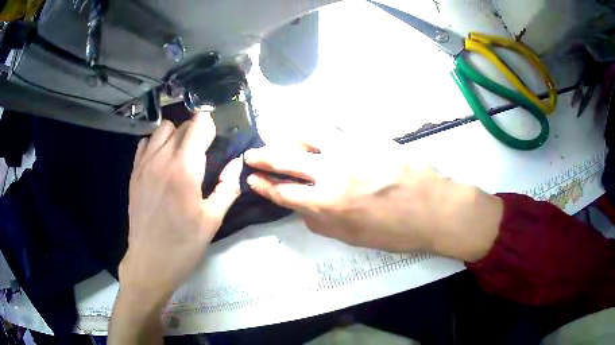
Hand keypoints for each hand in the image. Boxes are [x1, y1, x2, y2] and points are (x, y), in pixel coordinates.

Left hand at [120, 114, 240, 306]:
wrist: (150, 261)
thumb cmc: (184, 244)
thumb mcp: (213, 220)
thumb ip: (227, 187)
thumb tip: (236, 163)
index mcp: (184, 169)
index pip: (199, 125)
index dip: (211, 129)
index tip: (215, 144)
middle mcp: (162, 158)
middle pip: (182, 125)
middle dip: (196, 133)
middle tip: (201, 156)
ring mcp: (144, 164)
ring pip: (162, 129)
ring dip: (175, 136)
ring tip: (180, 156)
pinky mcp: (134, 172)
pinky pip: (145, 143)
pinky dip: (156, 145)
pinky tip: (161, 164)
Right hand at [244, 131, 502, 260]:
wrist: (434, 208)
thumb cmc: (395, 231)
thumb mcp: (353, 238)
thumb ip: (322, 223)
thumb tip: (303, 209)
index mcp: (327, 203)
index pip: (283, 191)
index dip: (264, 185)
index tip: (252, 178)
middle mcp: (332, 172)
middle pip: (286, 159)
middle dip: (264, 157)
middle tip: (252, 154)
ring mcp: (350, 149)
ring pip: (310, 133)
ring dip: (291, 135)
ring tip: (286, 136)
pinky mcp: (368, 136)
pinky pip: (338, 127)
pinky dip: (323, 129)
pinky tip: (321, 131)